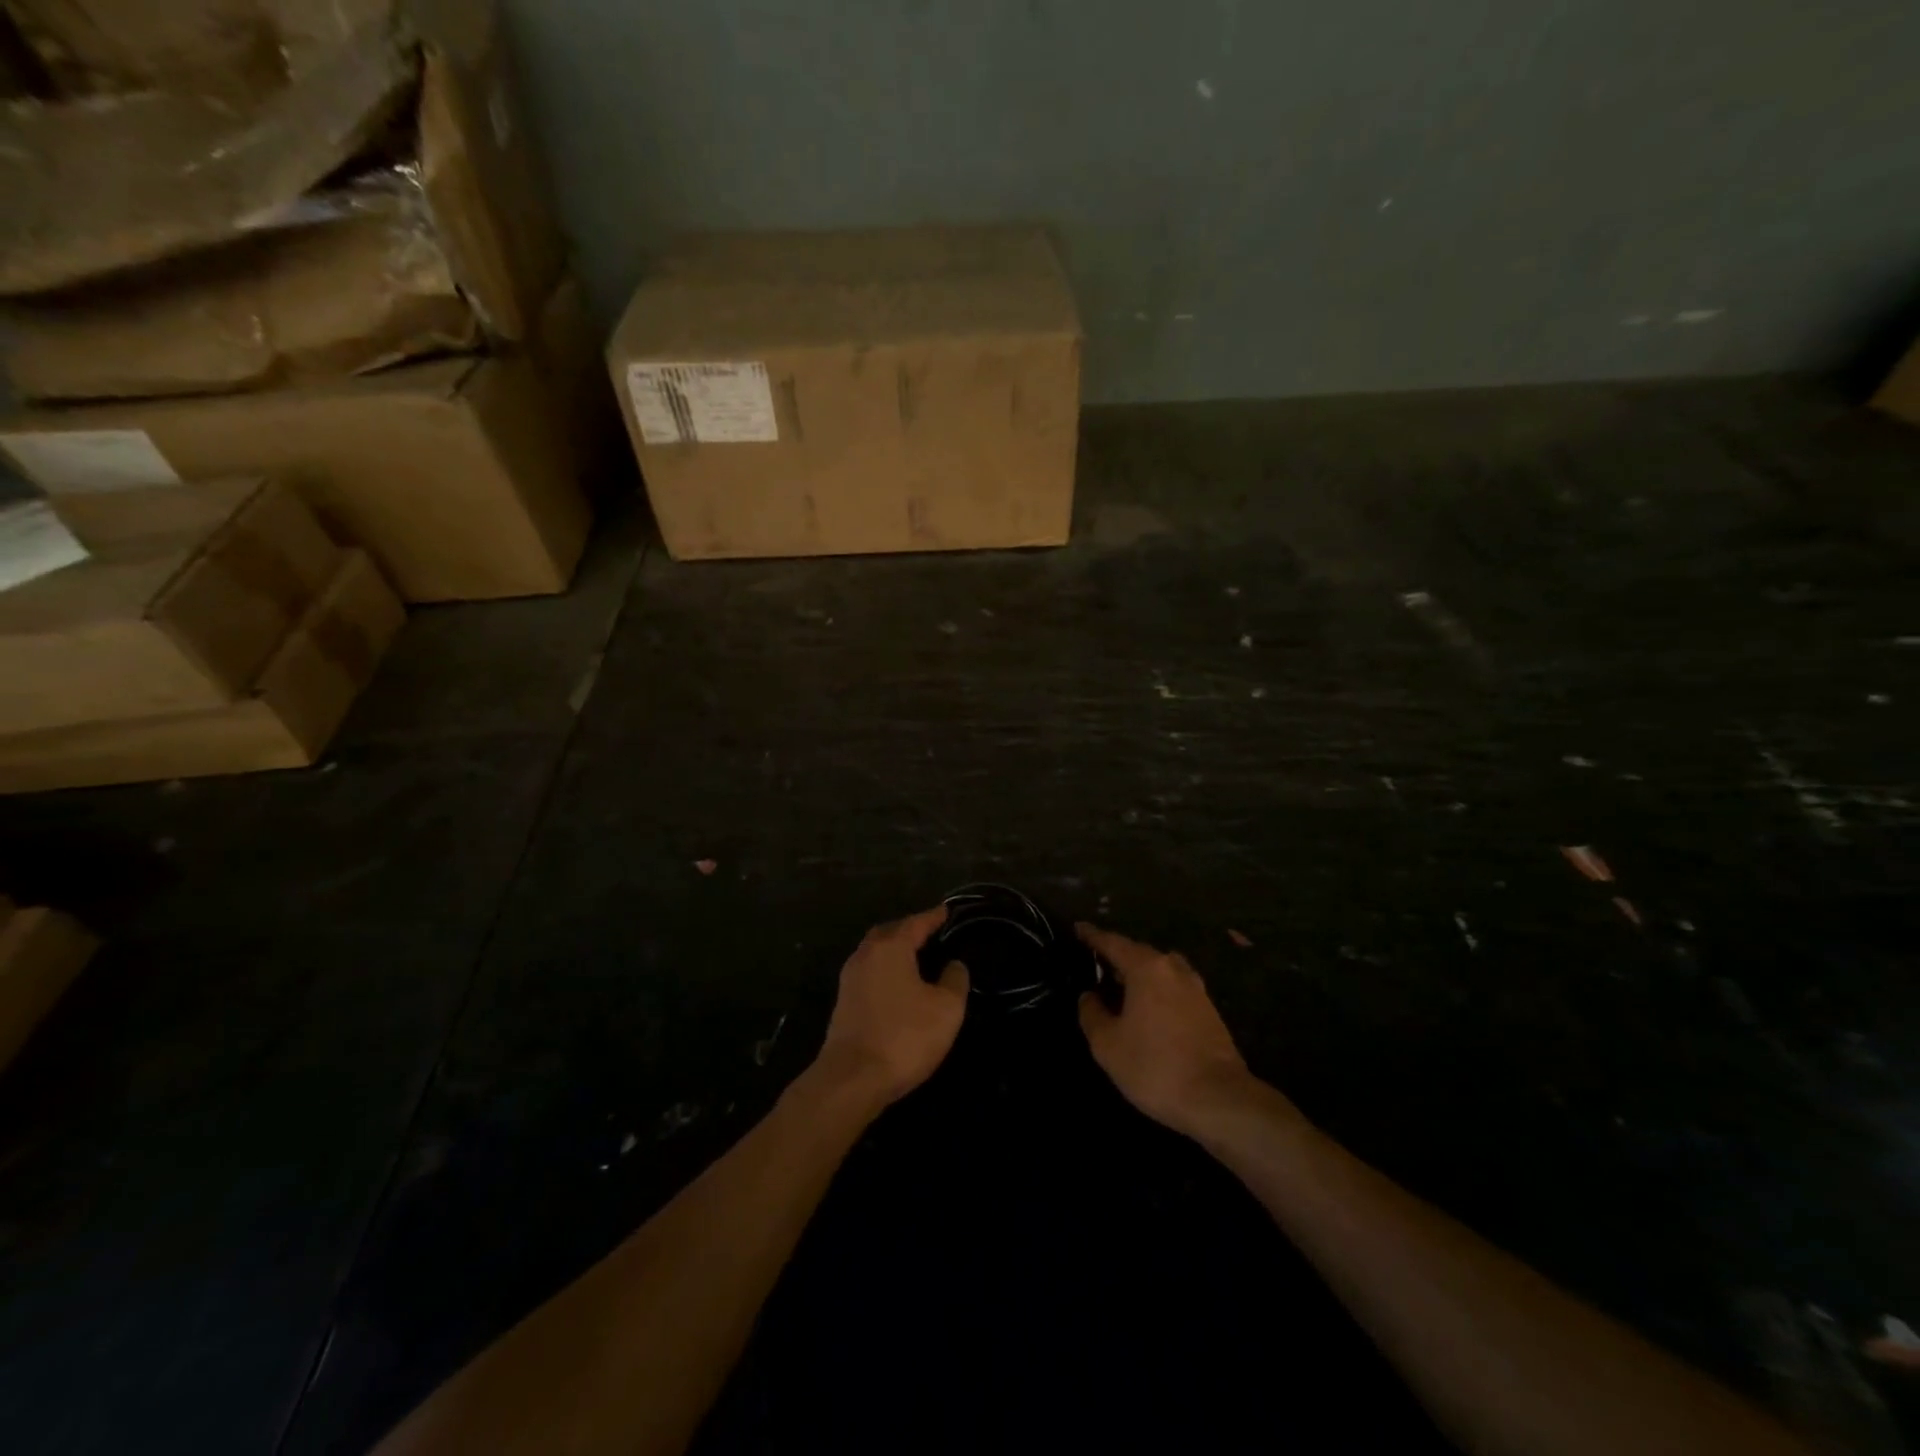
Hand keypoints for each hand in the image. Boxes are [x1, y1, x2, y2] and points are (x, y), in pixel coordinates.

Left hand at [815, 907, 969, 1107]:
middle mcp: (866, 955)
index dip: (934, 916)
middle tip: (930, 932)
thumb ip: (955, 980)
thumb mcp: (946, 1009)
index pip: (916, 922)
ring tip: (917, 957)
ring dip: (895, 950)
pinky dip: (886, 970)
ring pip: (875, 952)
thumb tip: (954, 965)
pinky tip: (898, 984)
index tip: (947, 910)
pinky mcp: (844, 1002)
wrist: (851, 1079)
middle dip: (910, 929)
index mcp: (891, 947)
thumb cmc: (904, 1037)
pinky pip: (869, 972)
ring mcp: (850, 979)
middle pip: (890, 932)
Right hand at [1076, 923, 1257, 1137]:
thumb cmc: (1155, 1067)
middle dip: (1116, 955)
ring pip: (1159, 970)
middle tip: (1095, 963)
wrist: (1219, 1099)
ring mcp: (1195, 988)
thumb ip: (1092, 1014)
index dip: (1092, 936)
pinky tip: (1147, 1009)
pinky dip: (1156, 990)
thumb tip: (1089, 996)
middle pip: (1138, 953)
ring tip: (1120, 986)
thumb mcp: (1108, 1045)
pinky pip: (1173, 987)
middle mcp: (1173, 968)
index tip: (1078, 928)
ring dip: (1139, 974)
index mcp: (1146, 968)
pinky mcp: (1209, 1010)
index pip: (1113, 942)